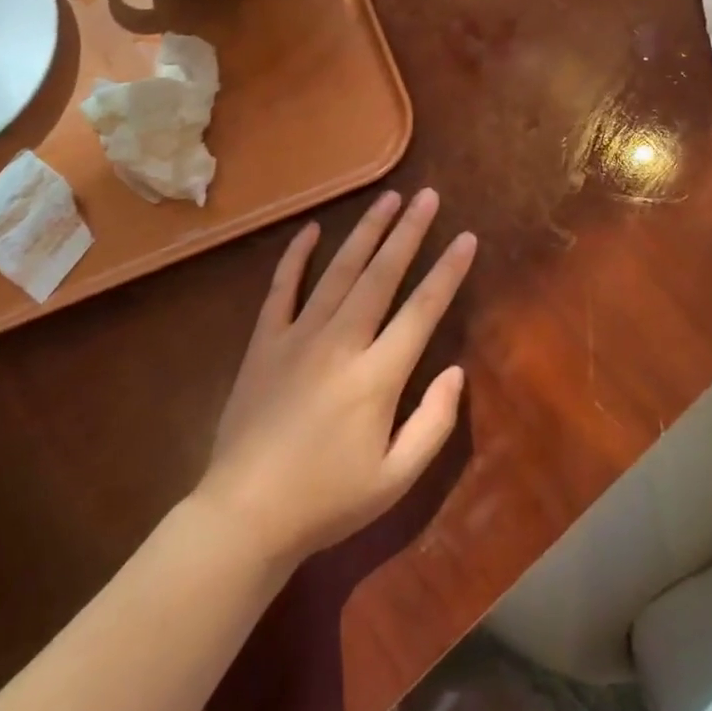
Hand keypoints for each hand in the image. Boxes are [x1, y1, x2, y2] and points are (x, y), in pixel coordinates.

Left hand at [195, 188, 476, 567]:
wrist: (245, 515)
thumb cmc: (327, 501)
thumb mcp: (395, 479)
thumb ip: (433, 424)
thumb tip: (455, 372)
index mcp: (377, 376)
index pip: (422, 310)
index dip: (448, 271)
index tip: (466, 237)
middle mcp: (341, 342)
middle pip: (382, 275)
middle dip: (408, 231)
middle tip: (427, 195)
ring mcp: (298, 336)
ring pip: (339, 271)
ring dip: (365, 231)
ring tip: (388, 198)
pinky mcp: (264, 341)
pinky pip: (282, 288)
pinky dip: (297, 256)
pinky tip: (312, 229)